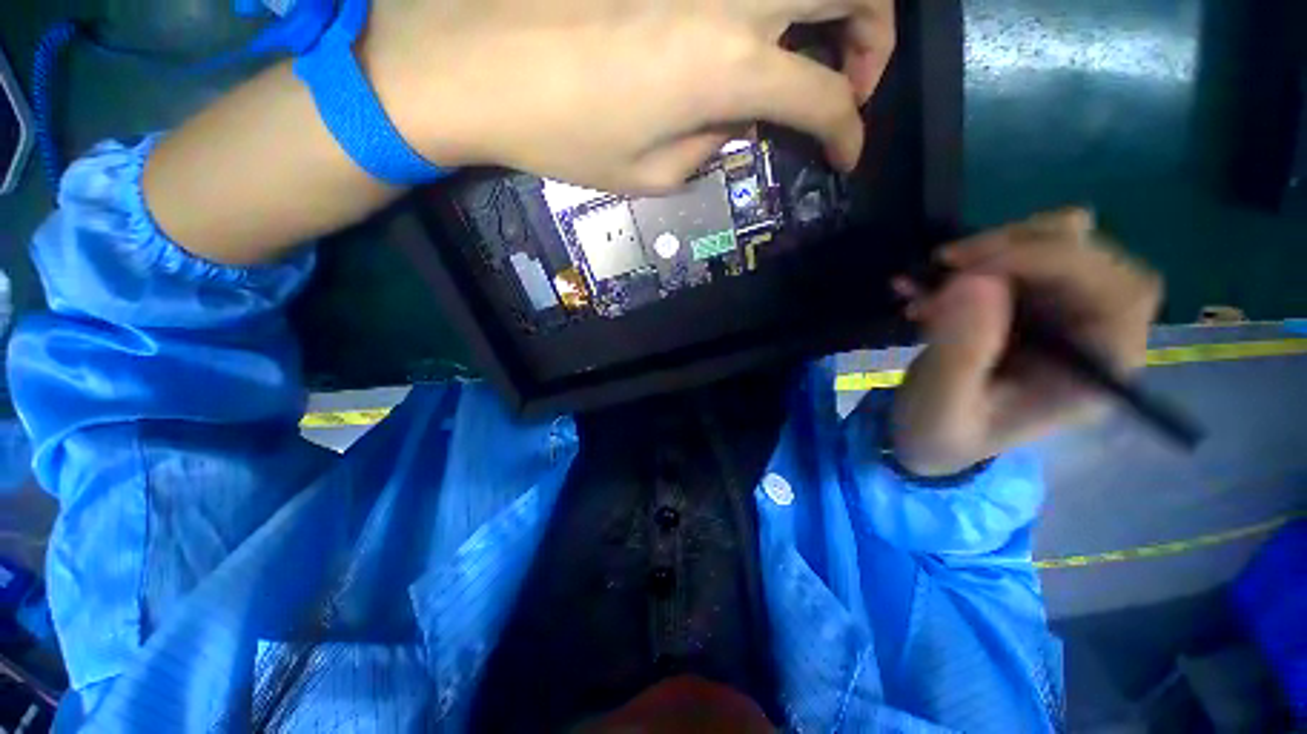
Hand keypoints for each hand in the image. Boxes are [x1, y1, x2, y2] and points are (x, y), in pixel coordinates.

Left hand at [363, 0, 895, 193]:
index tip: (850, 155)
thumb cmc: (563, 134)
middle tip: (851, 79)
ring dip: (836, 5)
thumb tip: (736, 121)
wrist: (475, 62)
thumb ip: (710, 145)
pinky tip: (753, 29)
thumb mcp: (650, 173)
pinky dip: (773, 5)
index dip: (849, 133)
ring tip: (815, 47)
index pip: (825, 100)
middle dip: (873, 41)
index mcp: (729, 69)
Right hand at [889, 209, 1162, 476]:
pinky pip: (1014, 257)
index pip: (1117, 293)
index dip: (1055, 263)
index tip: (971, 268)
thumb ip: (960, 352)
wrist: (926, 436)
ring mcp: (1061, 314)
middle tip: (944, 262)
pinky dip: (968, 259)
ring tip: (932, 275)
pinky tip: (925, 283)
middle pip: (1092, 257)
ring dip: (992, 249)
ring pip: (1057, 245)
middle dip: (1017, 247)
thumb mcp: (942, 406)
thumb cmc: (940, 434)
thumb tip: (973, 280)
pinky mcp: (1026, 304)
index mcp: (1097, 372)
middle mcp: (1094, 335)